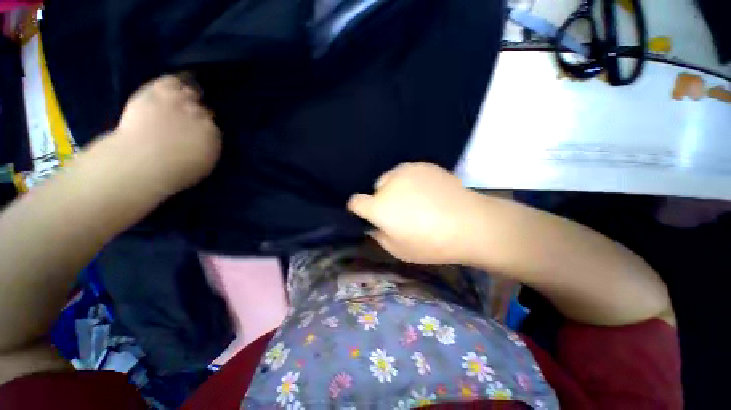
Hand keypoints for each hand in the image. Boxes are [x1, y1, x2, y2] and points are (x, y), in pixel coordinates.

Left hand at [109, 75, 220, 194]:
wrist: (144, 160)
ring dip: (187, 94)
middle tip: (188, 115)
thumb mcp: (199, 166)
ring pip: (189, 92)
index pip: (212, 127)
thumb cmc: (174, 170)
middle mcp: (201, 116)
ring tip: (181, 96)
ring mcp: (180, 103)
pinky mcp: (158, 92)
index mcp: (212, 135)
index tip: (196, 131)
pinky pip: (171, 81)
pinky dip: (173, 82)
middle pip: (202, 109)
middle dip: (197, 112)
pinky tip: (172, 84)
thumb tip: (205, 142)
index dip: (204, 128)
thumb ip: (205, 150)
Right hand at [347, 162, 482, 264]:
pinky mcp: (423, 165)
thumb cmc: (431, 243)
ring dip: (396, 188)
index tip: (367, 215)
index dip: (358, 208)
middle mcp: (388, 184)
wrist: (470, 223)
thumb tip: (373, 226)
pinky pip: (408, 172)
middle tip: (399, 211)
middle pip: (376, 188)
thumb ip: (379, 237)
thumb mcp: (399, 250)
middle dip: (382, 199)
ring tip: (415, 199)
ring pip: (391, 177)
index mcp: (379, 207)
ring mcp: (406, 171)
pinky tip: (428, 192)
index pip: (355, 202)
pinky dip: (412, 181)